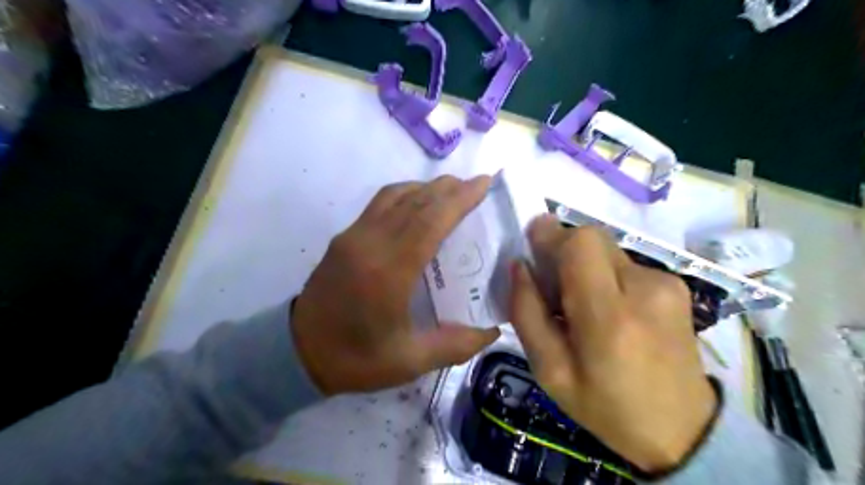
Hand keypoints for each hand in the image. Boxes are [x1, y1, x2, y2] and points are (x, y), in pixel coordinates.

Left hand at [292, 175, 499, 394]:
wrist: (296, 353)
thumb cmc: (355, 358)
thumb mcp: (409, 361)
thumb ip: (455, 346)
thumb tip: (493, 331)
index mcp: (388, 273)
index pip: (429, 221)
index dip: (459, 199)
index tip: (483, 184)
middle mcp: (369, 244)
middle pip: (415, 202)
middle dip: (449, 188)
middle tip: (477, 184)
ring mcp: (353, 236)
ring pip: (395, 196)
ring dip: (427, 188)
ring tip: (453, 190)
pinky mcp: (344, 237)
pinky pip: (380, 203)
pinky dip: (405, 194)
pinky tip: (418, 203)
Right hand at [509, 215, 720, 472]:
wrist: (682, 429)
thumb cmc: (604, 405)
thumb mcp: (549, 370)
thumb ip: (527, 313)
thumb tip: (519, 266)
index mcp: (609, 317)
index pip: (580, 244)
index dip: (552, 236)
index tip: (532, 247)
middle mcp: (644, 288)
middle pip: (593, 238)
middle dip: (564, 250)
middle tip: (551, 283)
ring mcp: (666, 284)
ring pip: (607, 250)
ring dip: (584, 266)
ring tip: (581, 305)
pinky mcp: (676, 285)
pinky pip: (625, 264)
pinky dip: (605, 275)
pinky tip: (608, 309)